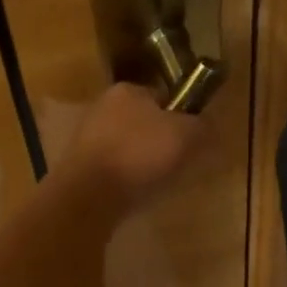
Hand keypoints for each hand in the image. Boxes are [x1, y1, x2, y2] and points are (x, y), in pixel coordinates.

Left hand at [59, 82, 205, 212]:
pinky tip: (133, 193)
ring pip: (128, 146)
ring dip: (143, 161)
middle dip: (161, 141)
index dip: (181, 117)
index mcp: (128, 90)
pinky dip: (125, 178)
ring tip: (156, 183)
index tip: (192, 141)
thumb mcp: (186, 136)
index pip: (163, 97)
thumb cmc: (140, 155)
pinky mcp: (78, 165)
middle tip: (178, 164)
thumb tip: (207, 125)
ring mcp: (86, 136)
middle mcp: (103, 106)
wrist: (88, 195)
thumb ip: (202, 126)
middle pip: (144, 122)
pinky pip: (113, 168)